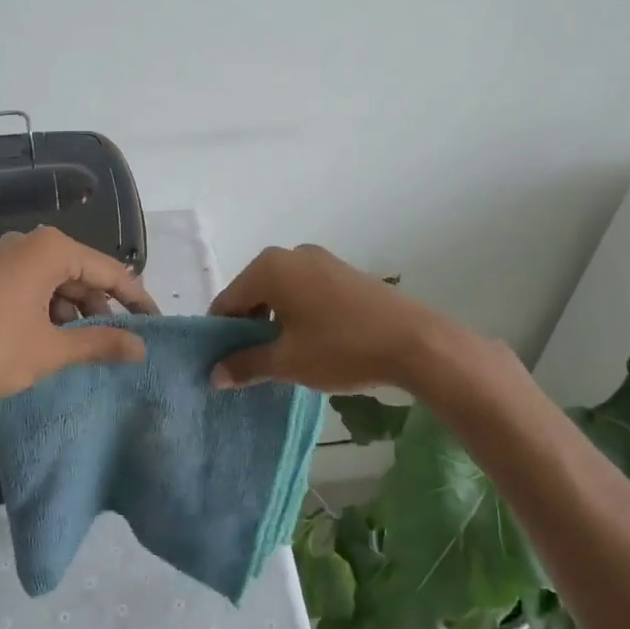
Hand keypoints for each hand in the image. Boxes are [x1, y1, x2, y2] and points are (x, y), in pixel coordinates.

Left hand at [0, 226, 157, 407]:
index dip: (136, 298)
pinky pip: (32, 288)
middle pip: (82, 273)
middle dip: (104, 307)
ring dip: (75, 313)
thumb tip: (141, 347)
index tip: (156, 323)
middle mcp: (28, 244)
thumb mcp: (51, 349)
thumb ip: (100, 343)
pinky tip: (52, 341)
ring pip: (56, 283)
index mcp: (50, 249)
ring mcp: (3, 259)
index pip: (109, 270)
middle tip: (124, 341)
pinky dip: (49, 312)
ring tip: (87, 347)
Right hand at [208, 244, 445, 390]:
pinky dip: (296, 312)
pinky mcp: (343, 272)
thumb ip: (246, 364)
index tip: (223, 364)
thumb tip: (214, 374)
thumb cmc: (341, 348)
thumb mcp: (288, 362)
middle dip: (248, 327)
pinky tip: (309, 341)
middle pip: (252, 292)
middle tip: (251, 364)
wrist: (415, 341)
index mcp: (269, 268)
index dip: (221, 334)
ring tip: (281, 356)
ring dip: (273, 320)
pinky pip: (304, 290)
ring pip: (280, 291)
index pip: (228, 301)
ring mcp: (320, 260)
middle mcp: (291, 254)